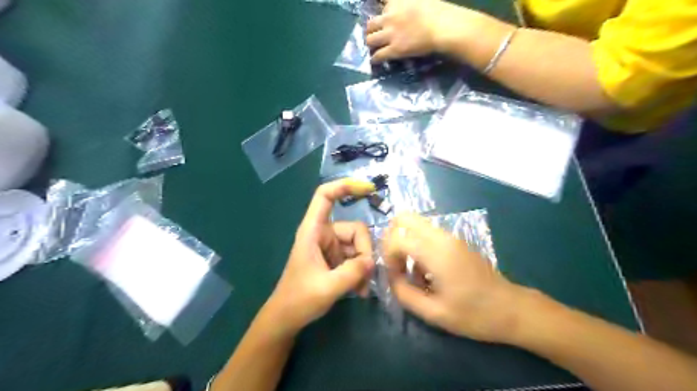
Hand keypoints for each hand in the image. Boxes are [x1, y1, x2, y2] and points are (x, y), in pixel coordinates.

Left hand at [261, 178, 377, 334]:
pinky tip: (359, 290)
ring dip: (363, 266)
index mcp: (313, 230)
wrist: (287, 318)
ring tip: (360, 288)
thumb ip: (352, 273)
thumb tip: (372, 261)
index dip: (345, 186)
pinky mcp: (336, 259)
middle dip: (365, 252)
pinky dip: (360, 272)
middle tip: (364, 276)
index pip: (325, 196)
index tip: (368, 189)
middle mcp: (324, 234)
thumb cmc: (299, 300)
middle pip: (355, 229)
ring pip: (359, 246)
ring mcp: (331, 246)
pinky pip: (356, 258)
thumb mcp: (327, 288)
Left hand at [365, 0, 467, 62]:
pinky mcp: (394, 49)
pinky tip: (374, 60)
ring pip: (370, 40)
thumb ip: (407, 4)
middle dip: (370, 30)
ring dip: (370, 44)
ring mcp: (390, 34)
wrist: (442, 26)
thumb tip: (408, 8)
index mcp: (395, 2)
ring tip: (372, 48)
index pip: (380, 3)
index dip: (380, 14)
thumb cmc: (437, 11)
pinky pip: (379, 55)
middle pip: (370, 24)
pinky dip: (375, 59)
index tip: (380, 18)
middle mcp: (389, 17)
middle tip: (373, 35)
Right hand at [383, 213, 524, 341]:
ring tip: (413, 273)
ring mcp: (449, 237)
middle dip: (391, 238)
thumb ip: (404, 293)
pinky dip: (417, 246)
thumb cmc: (474, 314)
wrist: (510, 309)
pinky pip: (426, 233)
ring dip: (405, 243)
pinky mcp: (454, 241)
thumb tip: (391, 277)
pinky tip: (426, 272)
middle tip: (395, 263)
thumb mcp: (434, 313)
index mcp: (436, 253)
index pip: (397, 238)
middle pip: (404, 218)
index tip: (395, 275)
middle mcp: (441, 238)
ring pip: (414, 224)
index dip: (387, 255)